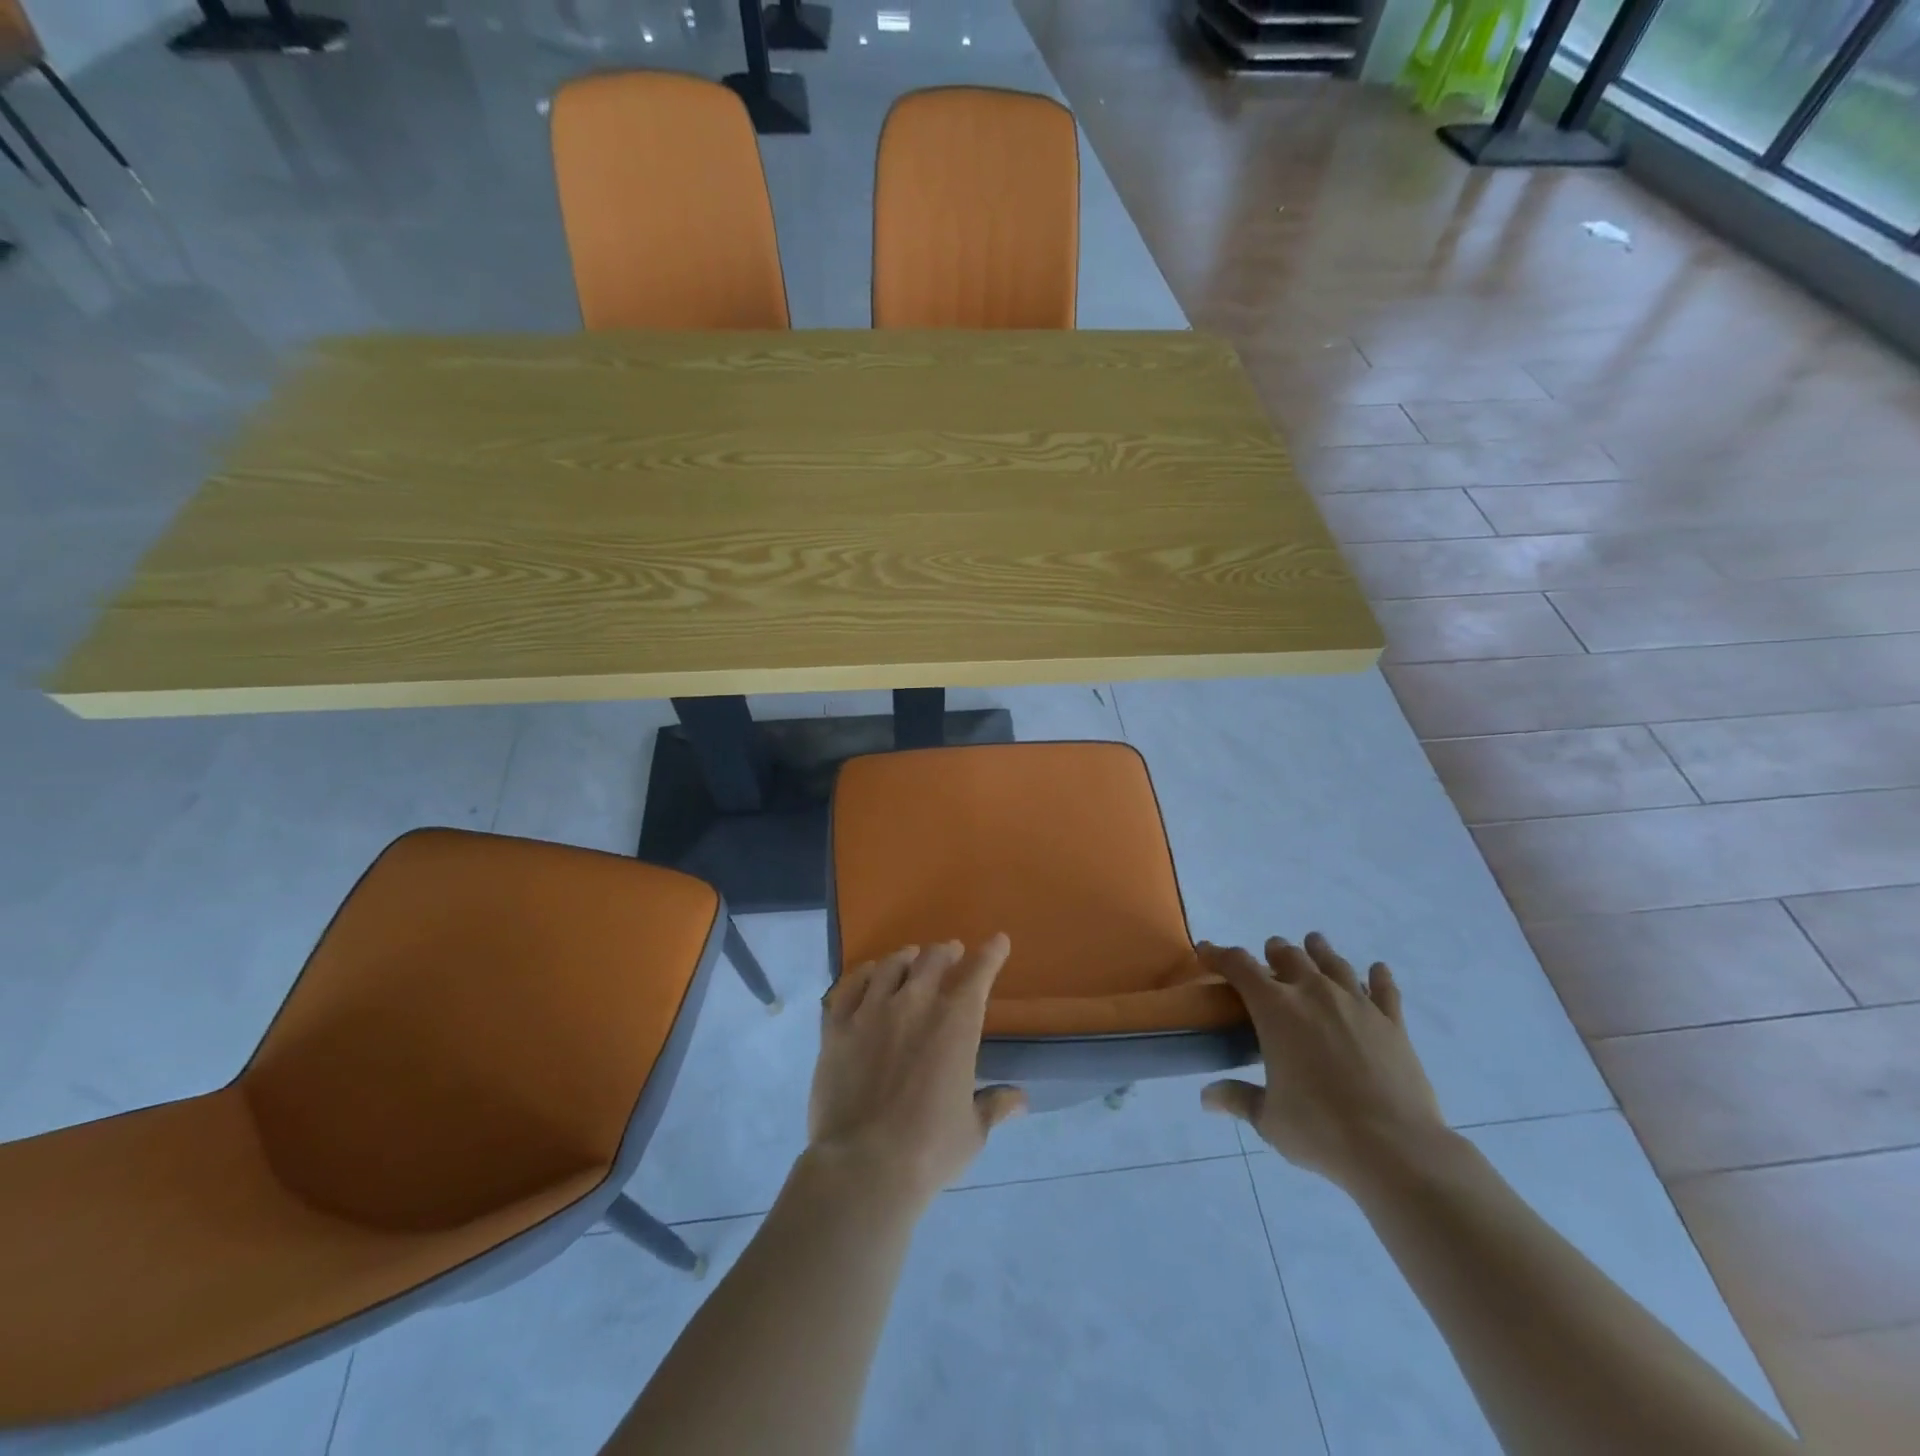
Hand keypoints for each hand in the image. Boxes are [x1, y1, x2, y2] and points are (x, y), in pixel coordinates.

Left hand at [808, 937, 1027, 1208]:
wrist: (864, 1165)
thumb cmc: (929, 1150)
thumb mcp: (972, 1131)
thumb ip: (994, 1105)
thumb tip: (1021, 1100)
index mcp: (955, 1023)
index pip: (978, 974)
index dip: (991, 954)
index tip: (998, 941)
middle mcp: (915, 1004)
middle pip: (932, 960)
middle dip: (946, 951)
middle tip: (950, 952)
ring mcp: (872, 1011)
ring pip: (890, 966)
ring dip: (906, 958)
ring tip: (910, 957)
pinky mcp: (837, 1026)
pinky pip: (849, 985)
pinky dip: (863, 973)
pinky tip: (868, 974)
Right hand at [1200, 932, 1445, 1190]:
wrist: (1396, 1148)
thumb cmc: (1320, 1129)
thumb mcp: (1268, 1119)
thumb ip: (1238, 1099)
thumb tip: (1207, 1098)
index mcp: (1275, 1009)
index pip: (1239, 966)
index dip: (1219, 954)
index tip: (1206, 950)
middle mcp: (1313, 993)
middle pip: (1289, 955)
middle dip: (1273, 952)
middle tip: (1267, 957)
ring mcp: (1356, 1004)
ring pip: (1333, 962)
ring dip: (1318, 951)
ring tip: (1313, 945)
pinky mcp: (1391, 1022)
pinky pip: (1384, 989)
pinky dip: (1378, 977)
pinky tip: (1377, 971)